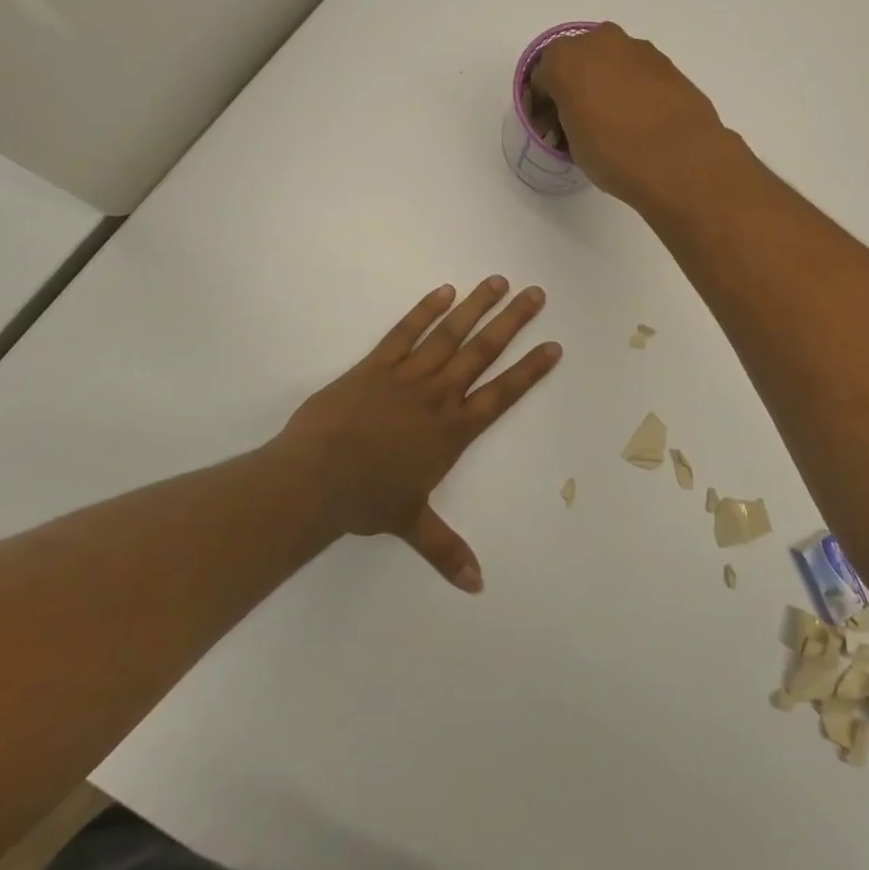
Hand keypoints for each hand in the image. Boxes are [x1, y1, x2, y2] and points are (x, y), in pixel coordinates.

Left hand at [273, 277, 560, 591]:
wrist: (315, 477)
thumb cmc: (366, 500)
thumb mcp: (410, 524)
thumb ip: (447, 550)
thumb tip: (478, 587)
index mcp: (453, 431)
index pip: (502, 394)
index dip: (530, 370)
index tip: (553, 345)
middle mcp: (438, 396)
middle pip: (483, 352)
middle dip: (513, 322)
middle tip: (536, 294)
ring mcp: (407, 375)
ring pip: (450, 334)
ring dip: (477, 307)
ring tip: (498, 282)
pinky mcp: (376, 364)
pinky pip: (406, 331)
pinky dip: (426, 310)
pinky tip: (444, 291)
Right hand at [531, 23, 736, 205]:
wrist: (681, 159)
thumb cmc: (614, 154)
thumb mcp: (574, 145)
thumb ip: (568, 120)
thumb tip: (579, 118)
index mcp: (564, 60)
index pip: (542, 79)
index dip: (542, 106)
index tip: (550, 130)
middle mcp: (599, 43)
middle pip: (577, 61)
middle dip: (574, 86)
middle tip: (579, 120)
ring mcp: (637, 49)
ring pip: (610, 63)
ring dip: (605, 84)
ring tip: (613, 121)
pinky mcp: (667, 62)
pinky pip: (637, 72)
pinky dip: (632, 89)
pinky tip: (639, 119)